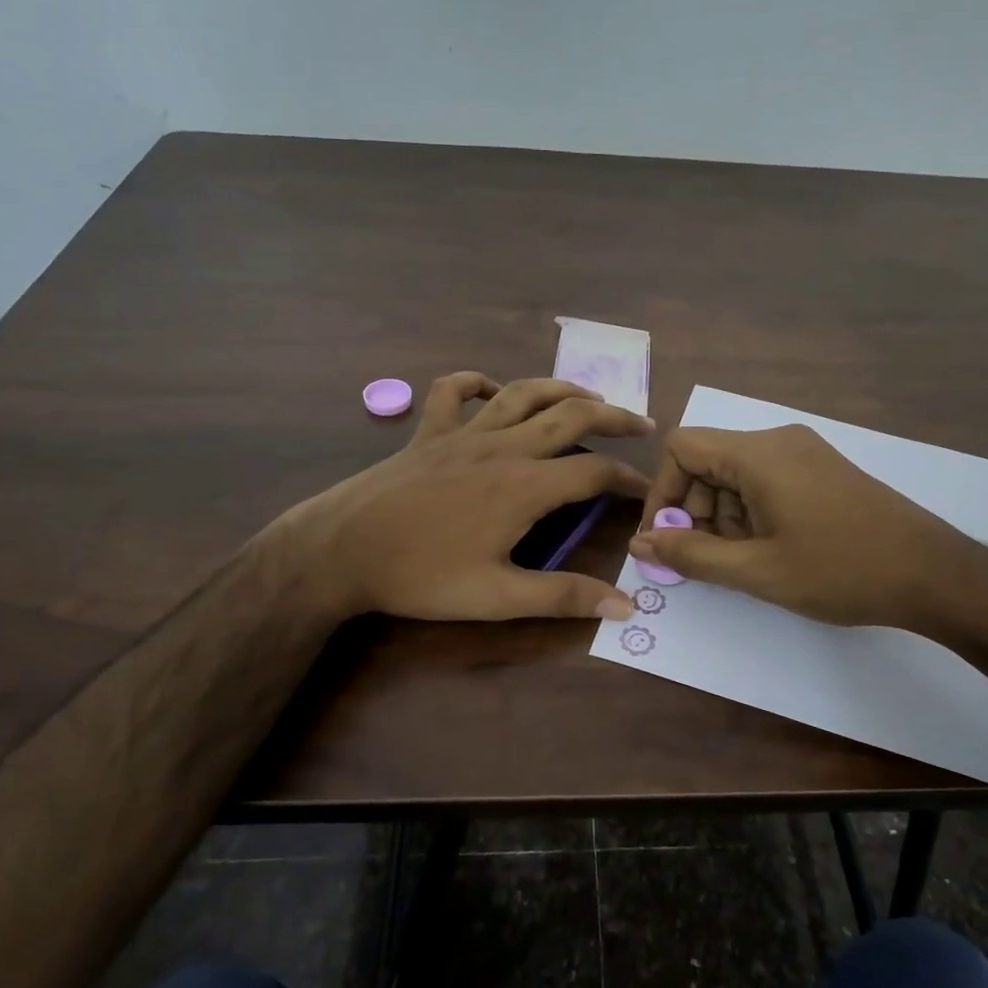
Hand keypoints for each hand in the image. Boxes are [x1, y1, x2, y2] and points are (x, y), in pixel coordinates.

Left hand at [281, 372, 652, 621]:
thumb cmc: (421, 575)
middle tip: (641, 425)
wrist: (341, 549)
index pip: (595, 473)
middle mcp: (503, 447)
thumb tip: (624, 604)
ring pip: (523, 393)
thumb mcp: (498, 597)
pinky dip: (478, 383)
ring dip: (562, 389)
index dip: (628, 480)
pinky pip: (454, 392)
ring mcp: (463, 432)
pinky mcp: (429, 432)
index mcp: (525, 486)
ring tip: (588, 397)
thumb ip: (563, 596)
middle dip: (614, 417)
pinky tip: (492, 390)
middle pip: (571, 416)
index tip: (646, 493)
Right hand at [629, 424, 987, 643]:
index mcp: (759, 454)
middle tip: (707, 560)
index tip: (666, 539)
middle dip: (694, 510)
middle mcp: (778, 441)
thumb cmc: (840, 570)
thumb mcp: (757, 570)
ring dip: (723, 516)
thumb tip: (641, 542)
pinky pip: (765, 481)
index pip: (682, 448)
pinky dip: (751, 513)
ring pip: (735, 475)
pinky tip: (770, 549)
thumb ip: (691, 554)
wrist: (934, 574)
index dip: (662, 492)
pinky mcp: (821, 470)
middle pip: (708, 462)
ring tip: (745, 561)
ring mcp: (804, 453)